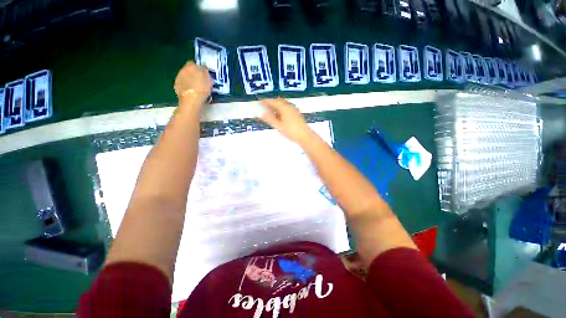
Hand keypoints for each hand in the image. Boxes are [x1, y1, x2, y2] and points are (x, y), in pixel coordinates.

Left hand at [174, 61, 212, 105]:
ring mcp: (178, 78)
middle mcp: (182, 70)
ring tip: (196, 88)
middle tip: (200, 82)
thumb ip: (205, 73)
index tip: (203, 74)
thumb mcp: (209, 80)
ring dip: (189, 81)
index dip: (198, 68)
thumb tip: (203, 69)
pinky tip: (191, 93)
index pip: (194, 63)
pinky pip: (182, 84)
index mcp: (191, 66)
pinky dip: (186, 87)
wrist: (191, 100)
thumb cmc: (202, 89)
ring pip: (185, 77)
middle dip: (193, 74)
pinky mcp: (176, 86)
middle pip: (188, 70)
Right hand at [259, 98, 313, 143]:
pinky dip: (281, 108)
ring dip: (276, 105)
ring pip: (283, 104)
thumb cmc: (291, 131)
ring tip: (270, 109)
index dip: (266, 101)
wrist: (305, 136)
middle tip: (264, 104)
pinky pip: (287, 107)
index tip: (259, 100)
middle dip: (271, 101)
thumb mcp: (279, 126)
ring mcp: (294, 109)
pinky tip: (279, 114)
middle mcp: (289, 106)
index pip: (273, 101)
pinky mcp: (297, 113)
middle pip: (279, 101)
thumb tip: (261, 114)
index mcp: (284, 107)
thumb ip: (270, 119)